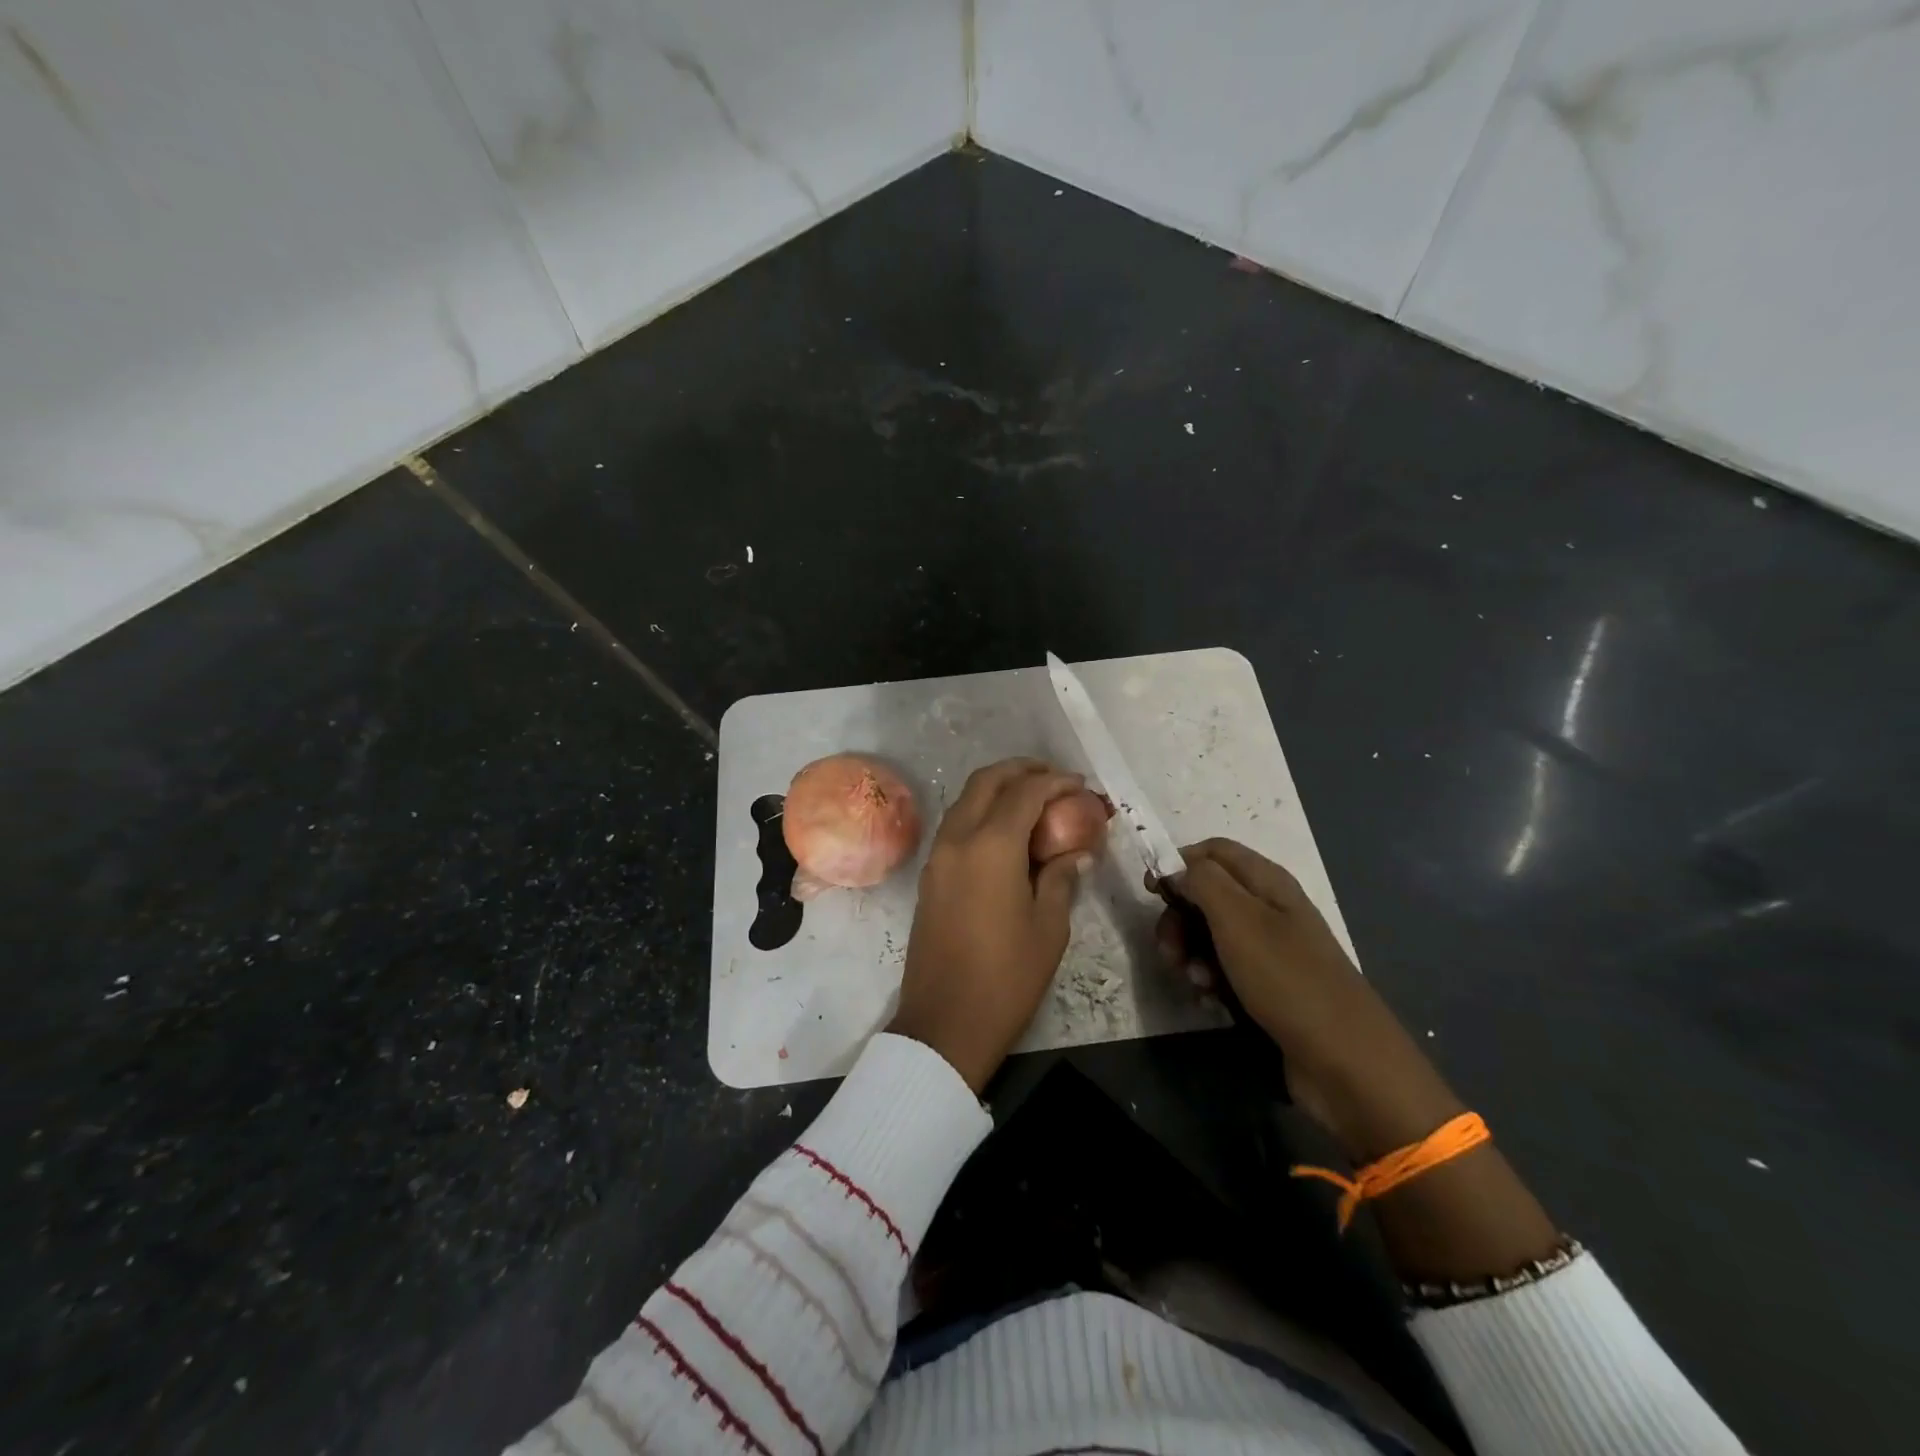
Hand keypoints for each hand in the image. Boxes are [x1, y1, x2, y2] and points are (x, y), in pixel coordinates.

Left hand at [892, 759, 1090, 1091]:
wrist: (945, 1022)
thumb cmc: (1006, 977)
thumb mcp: (1049, 927)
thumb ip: (1062, 878)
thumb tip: (1075, 852)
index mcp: (991, 846)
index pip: (1025, 793)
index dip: (1056, 782)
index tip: (1081, 785)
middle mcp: (958, 839)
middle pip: (986, 782)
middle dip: (1021, 770)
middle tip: (1054, 779)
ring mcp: (937, 856)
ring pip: (966, 800)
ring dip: (998, 789)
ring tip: (1034, 800)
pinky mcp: (930, 875)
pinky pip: (956, 825)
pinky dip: (982, 812)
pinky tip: (1007, 832)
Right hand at [1156, 839, 1463, 1161]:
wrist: (1346, 1062)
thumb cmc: (1288, 980)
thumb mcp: (1238, 920)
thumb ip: (1202, 882)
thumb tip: (1176, 868)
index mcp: (1267, 882)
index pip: (1212, 851)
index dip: (1179, 863)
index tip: (1152, 892)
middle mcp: (1269, 907)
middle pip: (1206, 893)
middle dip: (1179, 917)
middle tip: (1168, 949)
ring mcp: (1270, 948)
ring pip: (1210, 933)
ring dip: (1190, 952)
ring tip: (1193, 981)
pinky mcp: (1268, 984)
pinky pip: (1224, 967)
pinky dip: (1209, 978)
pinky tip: (1208, 998)